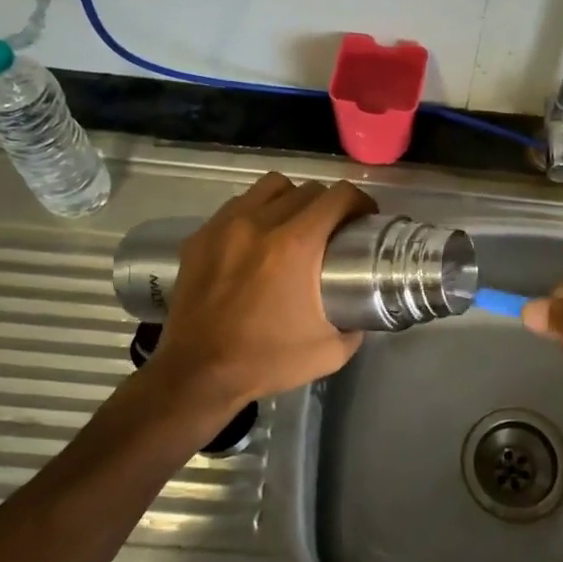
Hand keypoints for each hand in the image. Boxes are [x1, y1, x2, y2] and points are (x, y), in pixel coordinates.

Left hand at [137, 173, 375, 419]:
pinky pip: (237, 206)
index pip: (337, 198)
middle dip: (328, 204)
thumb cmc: (266, 361)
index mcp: (295, 245)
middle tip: (333, 229)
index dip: (359, 202)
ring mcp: (225, 226)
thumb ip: (354, 326)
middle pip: (306, 190)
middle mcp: (259, 224)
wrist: (197, 374)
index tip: (365, 219)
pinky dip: (255, 213)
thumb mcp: (329, 352)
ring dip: (290, 199)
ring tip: (294, 225)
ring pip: (269, 187)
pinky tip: (256, 240)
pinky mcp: (200, 237)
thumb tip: (361, 313)